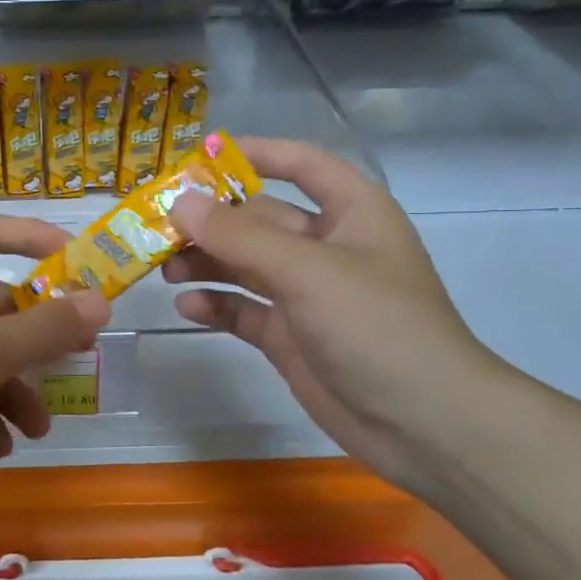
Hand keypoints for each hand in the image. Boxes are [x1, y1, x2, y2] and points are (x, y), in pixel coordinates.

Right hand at [165, 137, 507, 489]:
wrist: (423, 425)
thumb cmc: (377, 327)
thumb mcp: (308, 271)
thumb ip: (240, 237)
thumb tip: (180, 203)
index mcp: (351, 213)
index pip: (301, 164)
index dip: (255, 154)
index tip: (198, 157)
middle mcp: (326, 247)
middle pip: (259, 219)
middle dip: (211, 220)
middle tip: (157, 225)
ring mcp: (307, 294)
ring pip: (245, 265)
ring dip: (206, 263)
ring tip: (164, 269)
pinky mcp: (290, 336)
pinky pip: (244, 310)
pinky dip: (216, 306)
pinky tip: (187, 308)